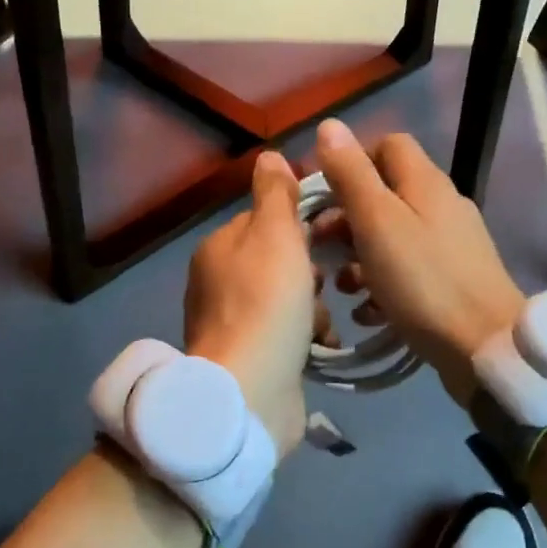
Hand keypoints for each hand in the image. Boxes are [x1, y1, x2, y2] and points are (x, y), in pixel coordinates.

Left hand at [185, 149, 313, 460]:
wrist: (250, 392)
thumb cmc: (266, 303)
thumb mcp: (275, 235)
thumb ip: (275, 195)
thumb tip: (269, 155)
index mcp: (219, 248)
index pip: (266, 219)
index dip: (300, 225)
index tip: (328, 236)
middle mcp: (218, 282)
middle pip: (280, 261)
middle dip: (310, 273)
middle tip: (327, 282)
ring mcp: (232, 323)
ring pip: (288, 300)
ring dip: (313, 309)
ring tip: (321, 323)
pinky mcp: (250, 358)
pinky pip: (287, 335)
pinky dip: (306, 338)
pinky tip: (319, 346)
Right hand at [314, 120, 524, 407]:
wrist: (486, 348)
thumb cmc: (423, 280)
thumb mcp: (376, 221)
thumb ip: (351, 173)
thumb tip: (329, 125)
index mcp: (424, 182)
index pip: (387, 144)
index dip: (351, 161)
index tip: (323, 193)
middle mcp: (441, 204)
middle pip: (385, 193)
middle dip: (347, 216)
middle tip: (320, 245)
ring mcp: (450, 244)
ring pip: (393, 234)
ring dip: (360, 255)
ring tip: (341, 286)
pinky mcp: (453, 280)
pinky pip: (408, 269)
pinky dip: (383, 284)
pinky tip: (368, 312)